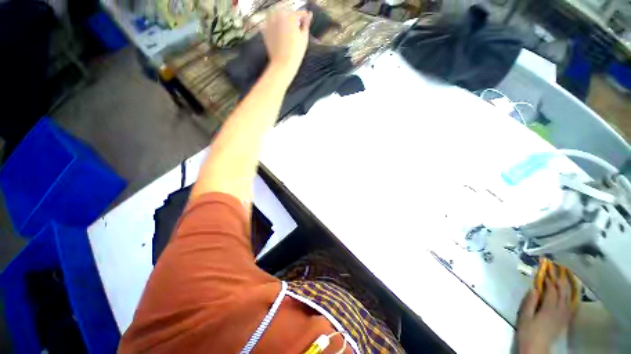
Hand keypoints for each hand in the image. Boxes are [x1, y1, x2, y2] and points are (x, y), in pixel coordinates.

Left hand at [262, 10, 311, 83]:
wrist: (283, 64)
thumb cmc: (295, 53)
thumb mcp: (304, 38)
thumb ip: (306, 24)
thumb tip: (309, 15)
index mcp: (290, 17)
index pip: (299, 13)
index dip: (304, 17)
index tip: (306, 18)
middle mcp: (278, 16)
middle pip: (287, 13)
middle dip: (292, 19)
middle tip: (297, 28)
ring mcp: (270, 22)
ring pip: (277, 16)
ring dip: (282, 20)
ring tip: (288, 31)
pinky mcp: (265, 30)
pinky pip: (270, 24)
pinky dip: (274, 26)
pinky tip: (279, 35)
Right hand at [517, 277, 573, 353]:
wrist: (537, 347)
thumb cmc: (528, 331)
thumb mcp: (525, 316)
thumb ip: (530, 302)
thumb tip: (534, 288)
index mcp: (549, 308)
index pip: (552, 291)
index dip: (550, 280)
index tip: (546, 270)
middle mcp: (560, 310)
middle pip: (563, 292)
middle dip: (560, 280)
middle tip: (558, 269)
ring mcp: (564, 315)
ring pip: (569, 298)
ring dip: (567, 286)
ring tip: (565, 277)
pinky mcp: (565, 320)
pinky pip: (571, 306)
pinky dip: (571, 297)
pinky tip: (571, 293)